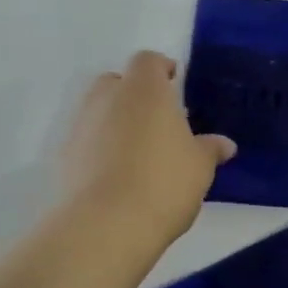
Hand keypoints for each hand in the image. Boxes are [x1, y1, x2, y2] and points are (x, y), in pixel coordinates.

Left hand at [59, 52, 234, 246]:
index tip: (175, 83)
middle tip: (158, 119)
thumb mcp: (200, 166)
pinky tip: (120, 175)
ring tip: (140, 152)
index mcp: (144, 90)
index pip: (148, 61)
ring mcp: (80, 127)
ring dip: (116, 122)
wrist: (105, 226)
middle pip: (116, 82)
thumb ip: (210, 149)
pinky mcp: (63, 158)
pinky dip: (100, 149)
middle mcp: (107, 99)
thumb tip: (224, 144)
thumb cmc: (164, 182)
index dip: (162, 69)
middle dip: (134, 94)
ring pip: (98, 111)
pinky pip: (86, 141)